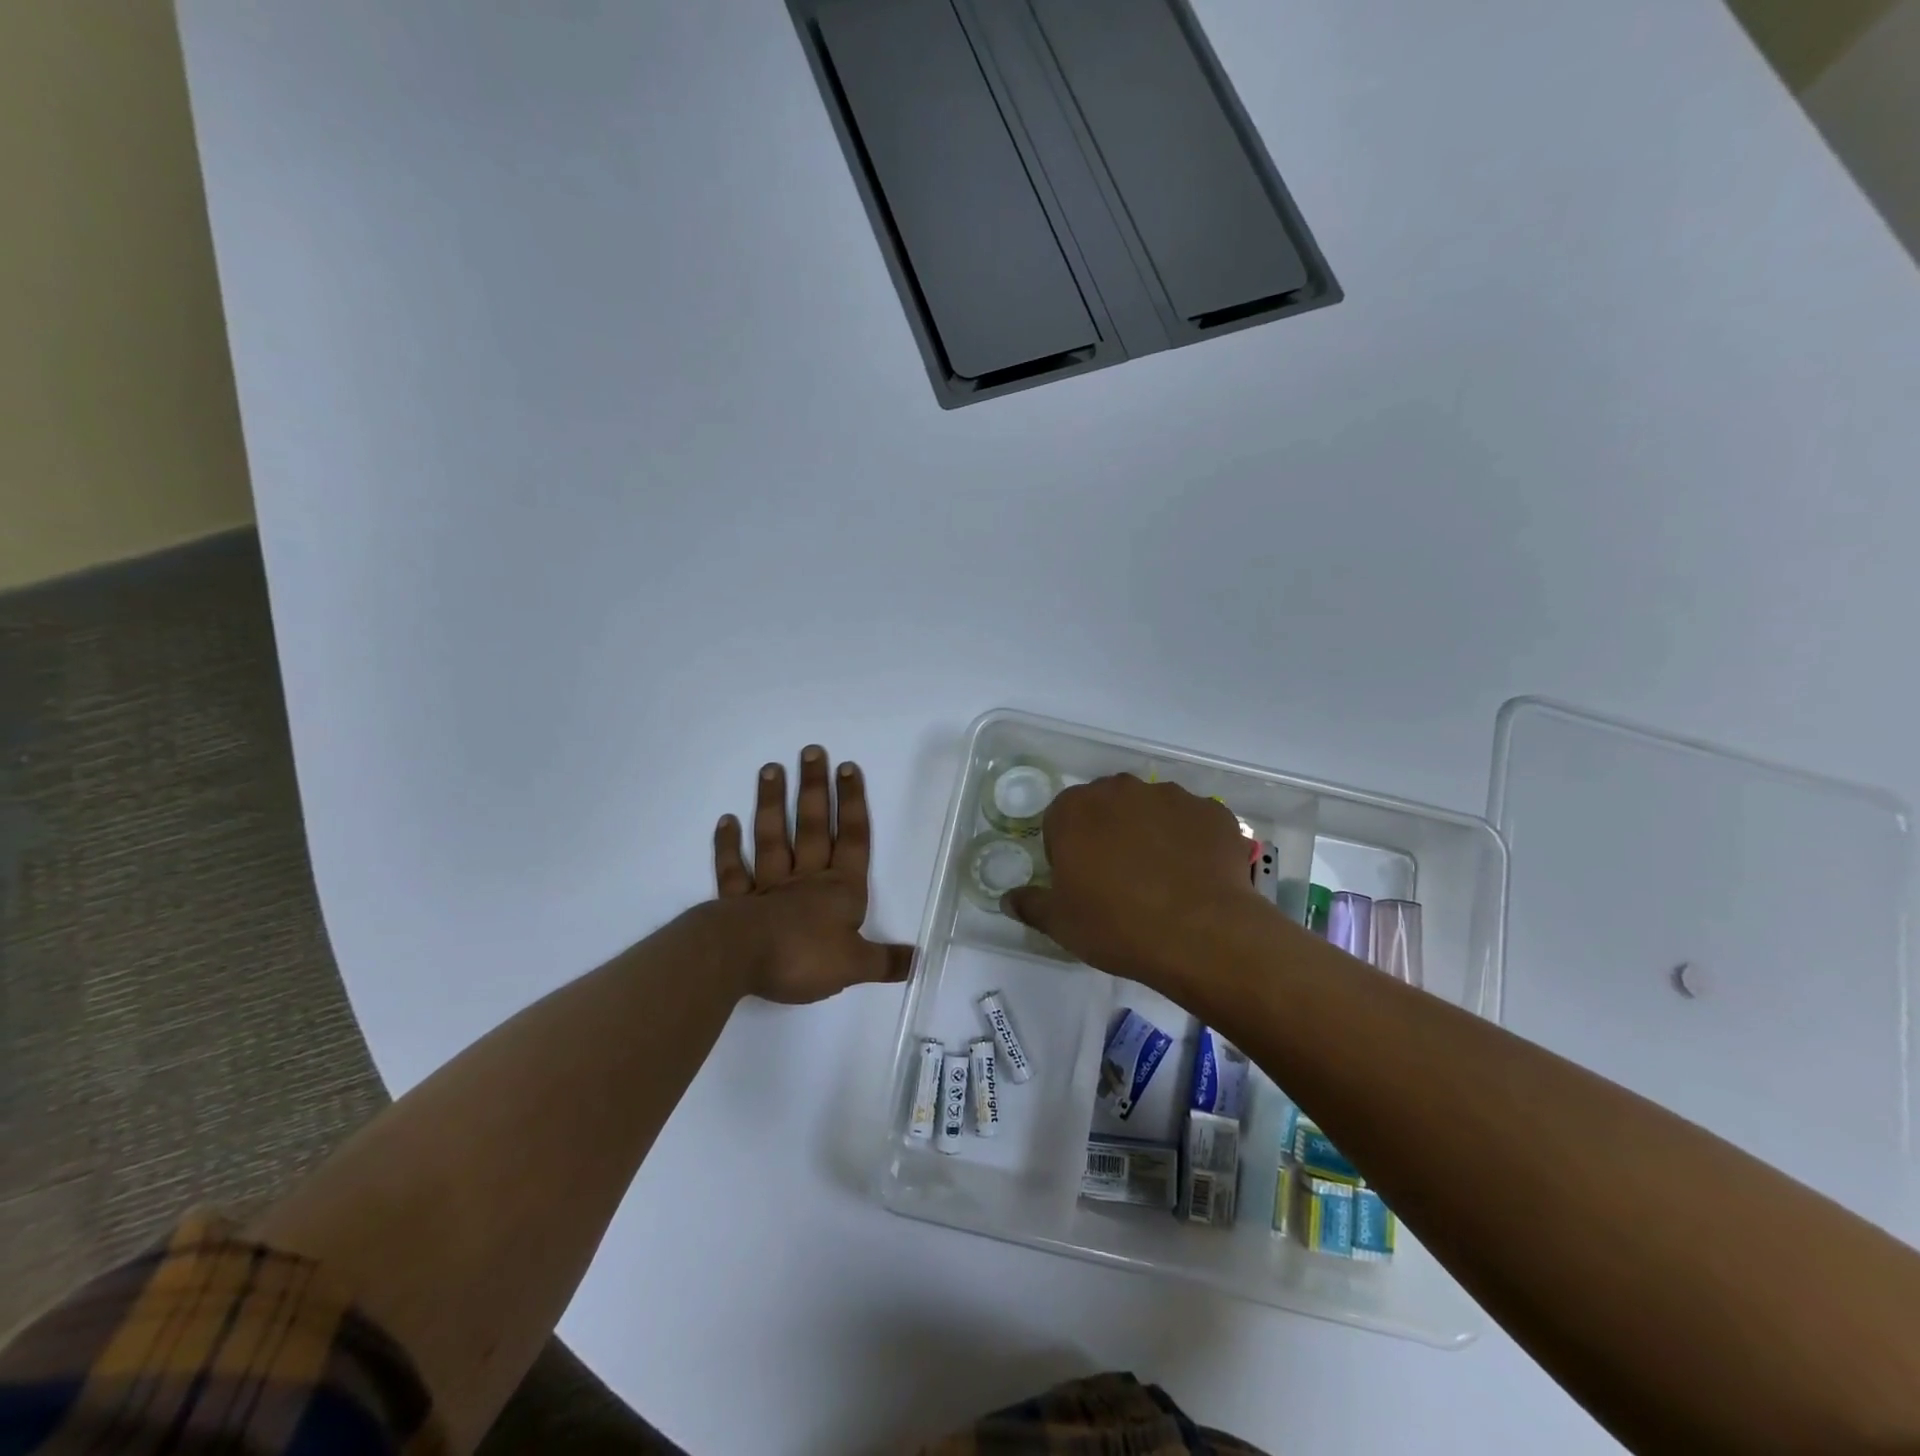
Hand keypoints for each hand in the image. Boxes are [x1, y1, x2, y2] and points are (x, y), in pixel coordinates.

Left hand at [711, 745, 913, 1003]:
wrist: (741, 961)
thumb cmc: (804, 957)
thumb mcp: (855, 965)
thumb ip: (886, 962)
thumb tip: (918, 961)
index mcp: (839, 890)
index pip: (851, 839)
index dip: (852, 804)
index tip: (848, 767)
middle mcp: (805, 880)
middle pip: (812, 827)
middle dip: (814, 789)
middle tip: (811, 751)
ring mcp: (768, 888)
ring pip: (772, 838)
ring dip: (772, 804)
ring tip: (771, 769)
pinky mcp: (736, 903)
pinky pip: (733, 870)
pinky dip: (728, 846)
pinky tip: (726, 821)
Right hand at [1003, 774, 1265, 988]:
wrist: (1200, 934)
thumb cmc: (1116, 925)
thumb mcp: (1060, 923)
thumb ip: (1030, 904)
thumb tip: (1008, 899)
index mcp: (1075, 809)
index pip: (1060, 818)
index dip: (1067, 849)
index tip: (1080, 880)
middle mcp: (1121, 789)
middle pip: (1106, 806)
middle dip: (1108, 832)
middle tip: (1118, 878)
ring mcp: (1171, 796)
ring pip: (1151, 809)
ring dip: (1150, 832)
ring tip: (1163, 878)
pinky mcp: (1212, 811)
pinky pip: (1193, 822)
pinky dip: (1190, 841)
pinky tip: (1195, 876)